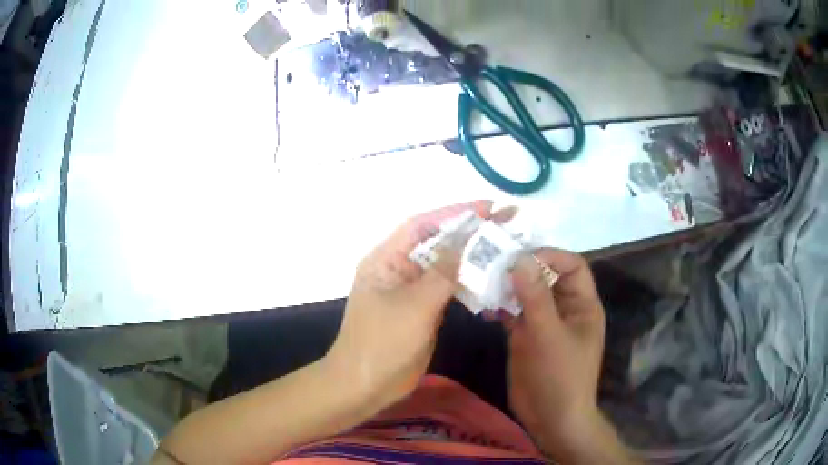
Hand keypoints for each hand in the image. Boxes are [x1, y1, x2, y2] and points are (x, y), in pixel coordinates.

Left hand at [324, 201, 514, 413]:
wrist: (366, 385)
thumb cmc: (383, 342)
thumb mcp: (414, 305)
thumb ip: (442, 273)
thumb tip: (465, 240)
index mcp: (386, 259)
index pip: (422, 225)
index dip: (454, 213)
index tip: (487, 207)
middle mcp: (398, 269)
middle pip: (436, 243)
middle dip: (469, 232)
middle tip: (505, 223)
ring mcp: (411, 291)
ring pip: (445, 266)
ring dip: (471, 256)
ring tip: (505, 246)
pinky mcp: (422, 310)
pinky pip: (448, 289)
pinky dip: (468, 282)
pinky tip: (491, 277)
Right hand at [506, 249, 619, 461]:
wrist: (551, 419)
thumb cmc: (560, 377)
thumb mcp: (549, 335)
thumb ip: (535, 298)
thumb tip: (520, 259)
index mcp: (582, 305)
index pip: (572, 266)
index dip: (550, 257)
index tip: (520, 258)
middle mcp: (565, 309)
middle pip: (547, 277)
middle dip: (523, 270)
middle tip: (494, 265)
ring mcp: (544, 323)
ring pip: (527, 295)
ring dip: (508, 288)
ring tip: (484, 283)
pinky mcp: (527, 337)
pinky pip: (514, 314)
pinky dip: (501, 308)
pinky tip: (485, 309)